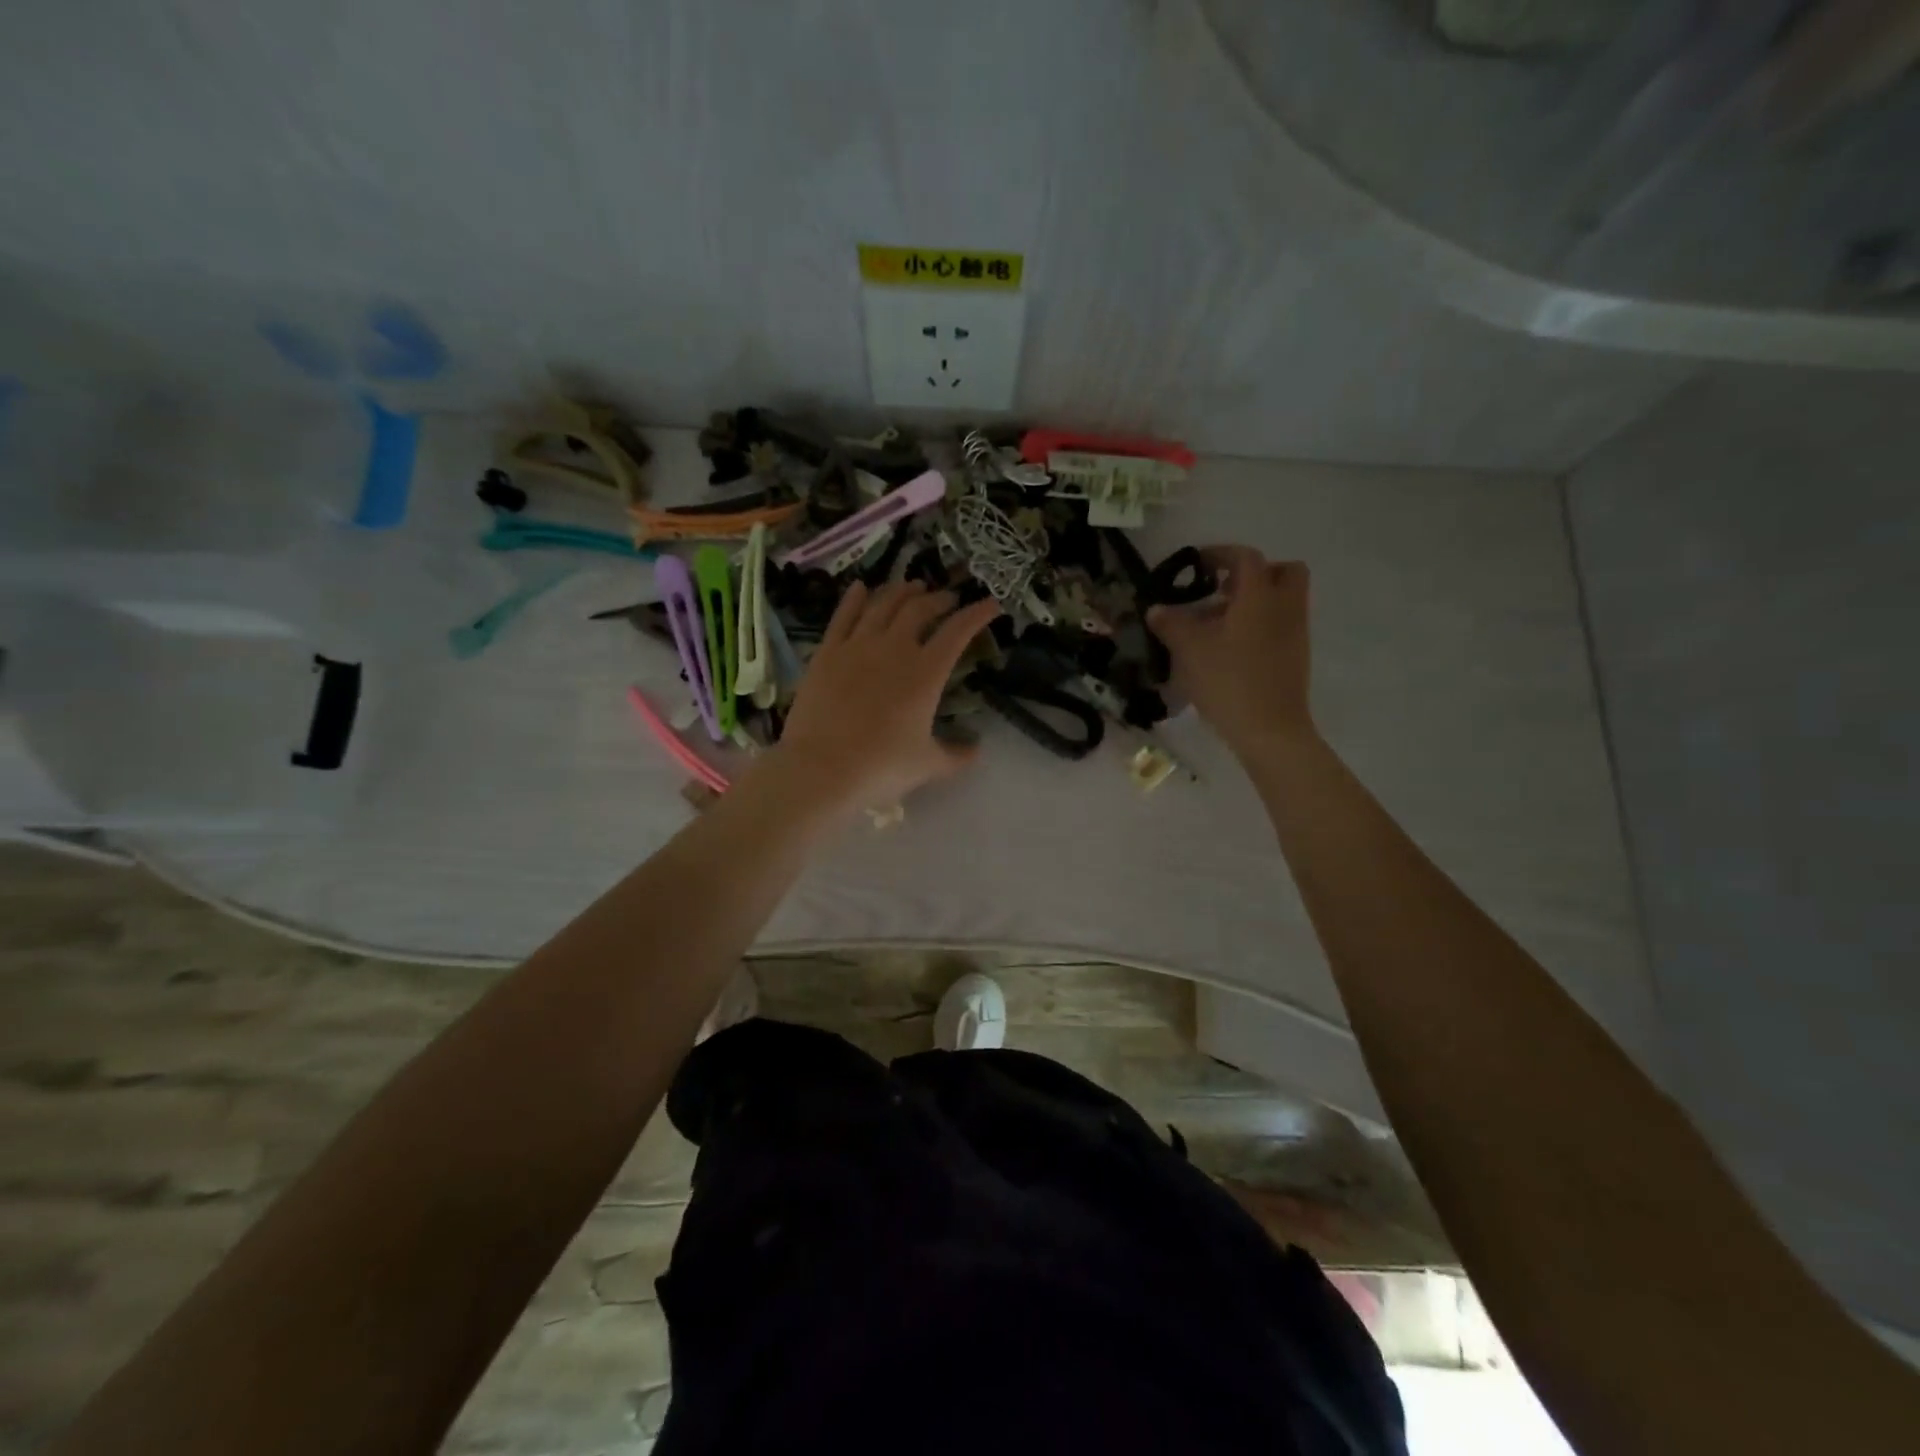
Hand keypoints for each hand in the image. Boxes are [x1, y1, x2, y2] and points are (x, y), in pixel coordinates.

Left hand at [770, 580, 1001, 810]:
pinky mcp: (827, 653)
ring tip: (912, 587)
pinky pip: (843, 616)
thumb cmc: (881, 767)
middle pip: (920, 609)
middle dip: (938, 599)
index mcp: (926, 672)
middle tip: (947, 599)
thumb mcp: (927, 765)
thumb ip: (956, 754)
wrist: (821, 768)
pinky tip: (861, 588)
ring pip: (883, 604)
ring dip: (901, 592)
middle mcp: (894, 648)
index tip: (991, 605)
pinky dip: (855, 598)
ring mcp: (857, 646)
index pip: (958, 631)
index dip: (977, 614)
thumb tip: (976, 750)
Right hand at [1148, 548, 1313, 751]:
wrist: (1270, 730)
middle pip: (1282, 571)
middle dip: (1253, 573)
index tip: (1196, 564)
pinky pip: (1281, 625)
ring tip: (1217, 624)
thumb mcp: (1190, 649)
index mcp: (1260, 596)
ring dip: (1254, 601)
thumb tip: (1156, 609)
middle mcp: (1285, 607)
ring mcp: (1295, 633)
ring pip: (1282, 600)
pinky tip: (1230, 649)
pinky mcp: (1296, 657)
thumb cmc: (1229, 681)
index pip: (1245, 558)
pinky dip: (1259, 624)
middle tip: (1221, 589)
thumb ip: (1171, 623)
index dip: (1219, 553)